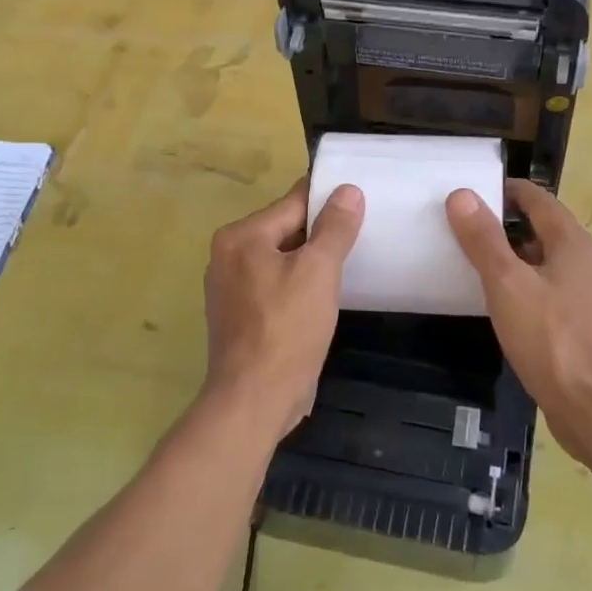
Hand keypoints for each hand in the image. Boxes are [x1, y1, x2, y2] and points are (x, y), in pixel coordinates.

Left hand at [202, 179, 363, 441]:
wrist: (254, 400)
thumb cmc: (287, 329)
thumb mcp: (319, 271)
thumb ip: (335, 227)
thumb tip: (348, 190)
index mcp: (241, 236)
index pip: (294, 203)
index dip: (330, 201)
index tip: (361, 201)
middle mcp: (228, 255)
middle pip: (286, 230)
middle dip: (322, 233)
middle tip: (363, 234)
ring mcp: (231, 288)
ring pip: (283, 259)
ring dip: (312, 262)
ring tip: (350, 263)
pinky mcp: (240, 316)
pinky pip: (276, 285)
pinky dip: (299, 285)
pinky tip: (324, 296)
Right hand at [446, 179, 591, 464]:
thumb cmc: (551, 339)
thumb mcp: (507, 284)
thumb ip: (483, 239)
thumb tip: (462, 194)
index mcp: (573, 243)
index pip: (538, 199)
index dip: (506, 191)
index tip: (471, 193)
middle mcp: (586, 262)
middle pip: (543, 229)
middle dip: (505, 224)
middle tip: (464, 228)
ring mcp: (588, 297)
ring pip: (546, 263)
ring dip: (514, 258)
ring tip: (474, 263)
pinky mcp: (582, 327)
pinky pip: (549, 292)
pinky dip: (524, 287)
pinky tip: (501, 305)